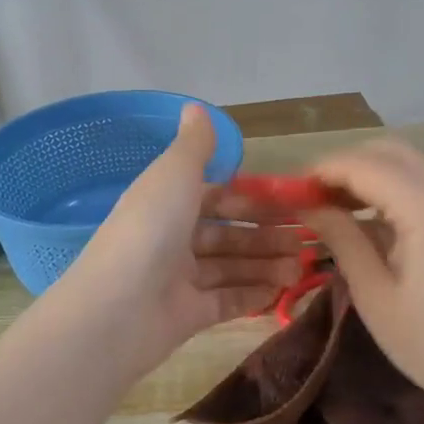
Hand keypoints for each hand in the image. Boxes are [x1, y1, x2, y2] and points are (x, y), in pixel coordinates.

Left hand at [58, 105, 301, 373]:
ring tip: (301, 268)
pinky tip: (282, 292)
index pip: (216, 198)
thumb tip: (195, 107)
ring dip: (266, 266)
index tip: (292, 204)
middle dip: (266, 237)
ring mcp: (179, 281)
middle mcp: (172, 240)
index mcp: (166, 204)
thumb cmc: (149, 231)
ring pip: (231, 269)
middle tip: (307, 241)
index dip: (252, 201)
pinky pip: (227, 302)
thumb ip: (194, 145)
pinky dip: (253, 296)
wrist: (116, 310)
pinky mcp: (188, 316)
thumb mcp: (174, 175)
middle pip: (227, 236)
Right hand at [300, 139, 423, 420]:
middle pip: (387, 151)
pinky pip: (421, 184)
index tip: (288, 193)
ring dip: (366, 175)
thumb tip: (306, 206)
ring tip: (330, 209)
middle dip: (344, 167)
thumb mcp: (374, 293)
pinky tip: (364, 220)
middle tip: (310, 199)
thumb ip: (341, 238)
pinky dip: (388, 189)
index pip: (364, 166)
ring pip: (405, 163)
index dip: (322, 172)